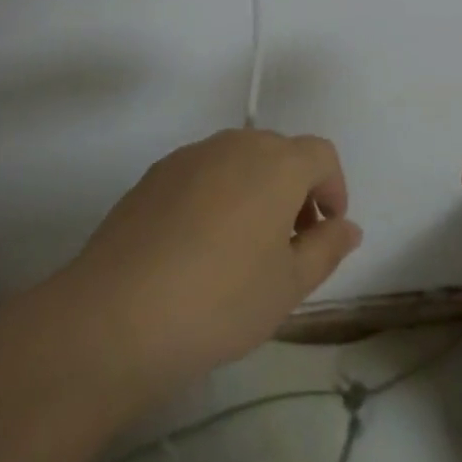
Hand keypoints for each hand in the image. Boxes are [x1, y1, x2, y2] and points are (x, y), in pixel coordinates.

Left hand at [32, 129, 361, 402]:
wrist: (114, 316)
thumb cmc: (220, 300)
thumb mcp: (289, 286)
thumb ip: (326, 248)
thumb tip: (347, 226)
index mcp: (277, 163)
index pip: (321, 155)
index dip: (332, 189)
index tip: (325, 232)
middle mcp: (235, 145)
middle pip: (280, 153)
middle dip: (295, 190)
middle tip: (289, 245)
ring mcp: (190, 157)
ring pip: (238, 161)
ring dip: (254, 191)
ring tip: (242, 249)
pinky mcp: (154, 176)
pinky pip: (202, 174)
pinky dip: (216, 197)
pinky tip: (198, 248)